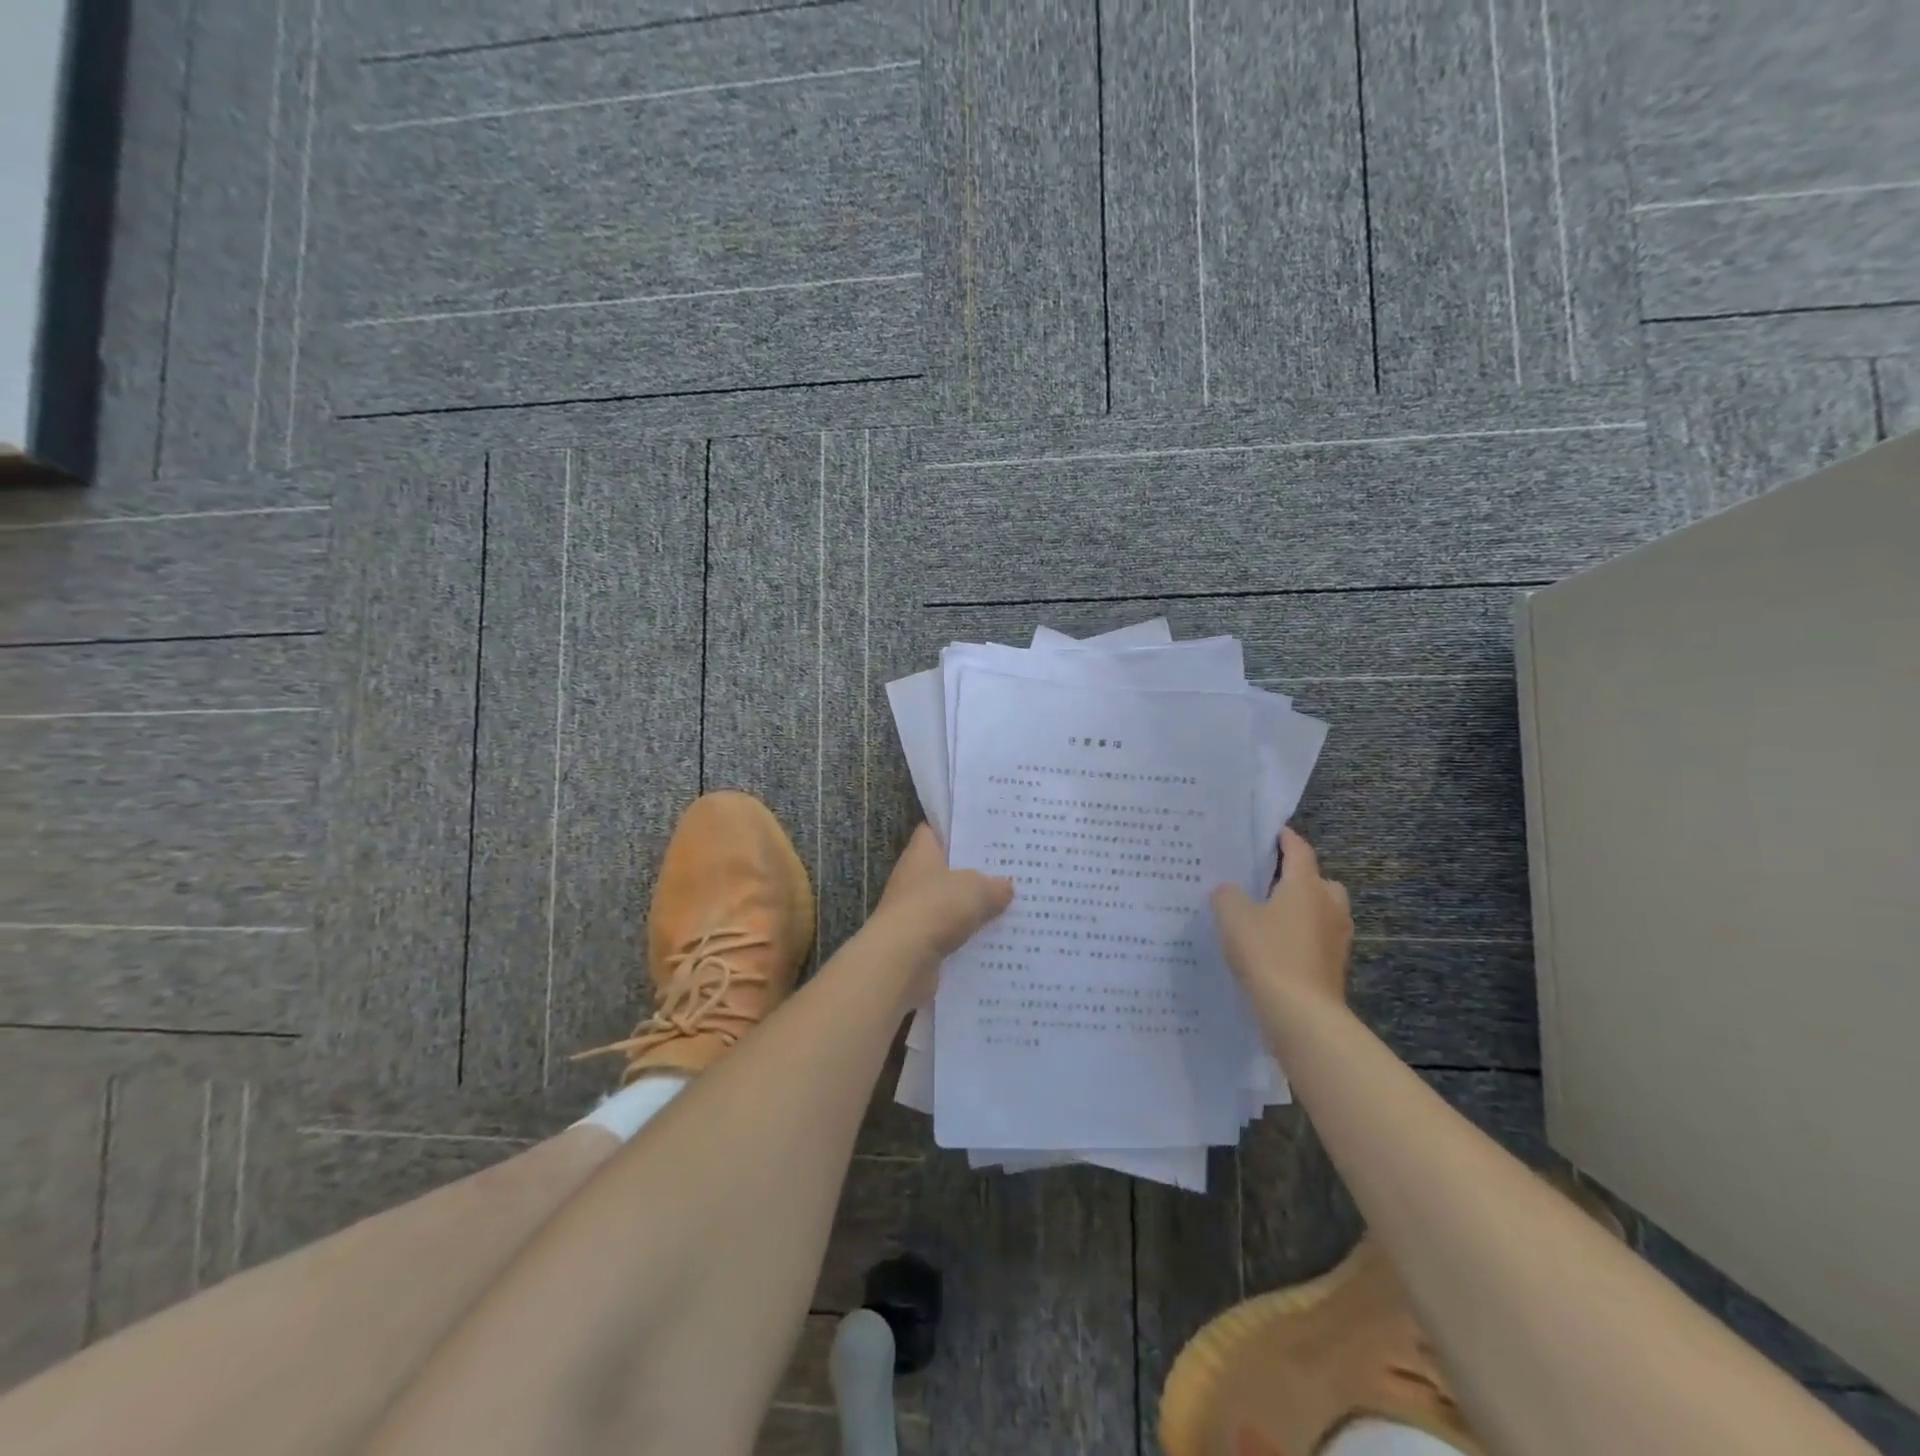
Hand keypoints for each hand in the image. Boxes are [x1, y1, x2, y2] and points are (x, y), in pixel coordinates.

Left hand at [872, 825, 1013, 996]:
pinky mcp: (919, 944)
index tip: (985, 832)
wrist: (902, 960)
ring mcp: (914, 913)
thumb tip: (1006, 886)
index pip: (935, 831)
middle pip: (946, 871)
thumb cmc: (936, 908)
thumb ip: (995, 885)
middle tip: (1009, 871)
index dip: (957, 829)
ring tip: (1010, 907)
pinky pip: (950, 936)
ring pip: (950, 906)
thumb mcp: (977, 889)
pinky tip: (996, 940)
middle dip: (975, 873)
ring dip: (974, 910)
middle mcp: (913, 880)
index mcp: (921, 854)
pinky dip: (968, 939)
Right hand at [1211, 827, 1352, 1011]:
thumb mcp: (1232, 916)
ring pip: (1322, 912)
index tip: (1271, 833)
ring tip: (1269, 918)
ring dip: (1303, 910)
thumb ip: (1227, 895)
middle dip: (1299, 878)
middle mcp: (1328, 906)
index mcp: (1306, 885)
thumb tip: (1230, 891)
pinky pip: (1317, 939)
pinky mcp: (1334, 966)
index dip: (1285, 838)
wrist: (1301, 1014)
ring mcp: (1336, 938)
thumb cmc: (1268, 953)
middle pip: (1319, 881)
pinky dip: (1301, 938)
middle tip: (1268, 882)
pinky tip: (1275, 949)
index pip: (1299, 850)